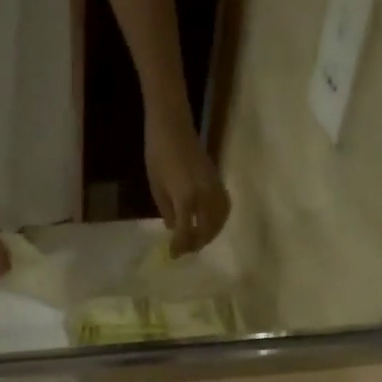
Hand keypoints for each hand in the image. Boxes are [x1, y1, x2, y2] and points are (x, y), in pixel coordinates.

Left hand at [145, 112, 230, 256]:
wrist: (172, 126)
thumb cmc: (157, 155)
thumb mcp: (156, 188)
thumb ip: (167, 211)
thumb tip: (175, 229)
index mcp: (185, 198)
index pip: (186, 232)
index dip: (180, 246)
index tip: (173, 255)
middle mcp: (204, 195)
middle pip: (207, 229)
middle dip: (197, 243)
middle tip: (186, 250)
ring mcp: (214, 187)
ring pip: (220, 219)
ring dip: (211, 233)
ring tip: (198, 239)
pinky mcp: (218, 180)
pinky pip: (224, 206)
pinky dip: (219, 219)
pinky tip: (210, 223)